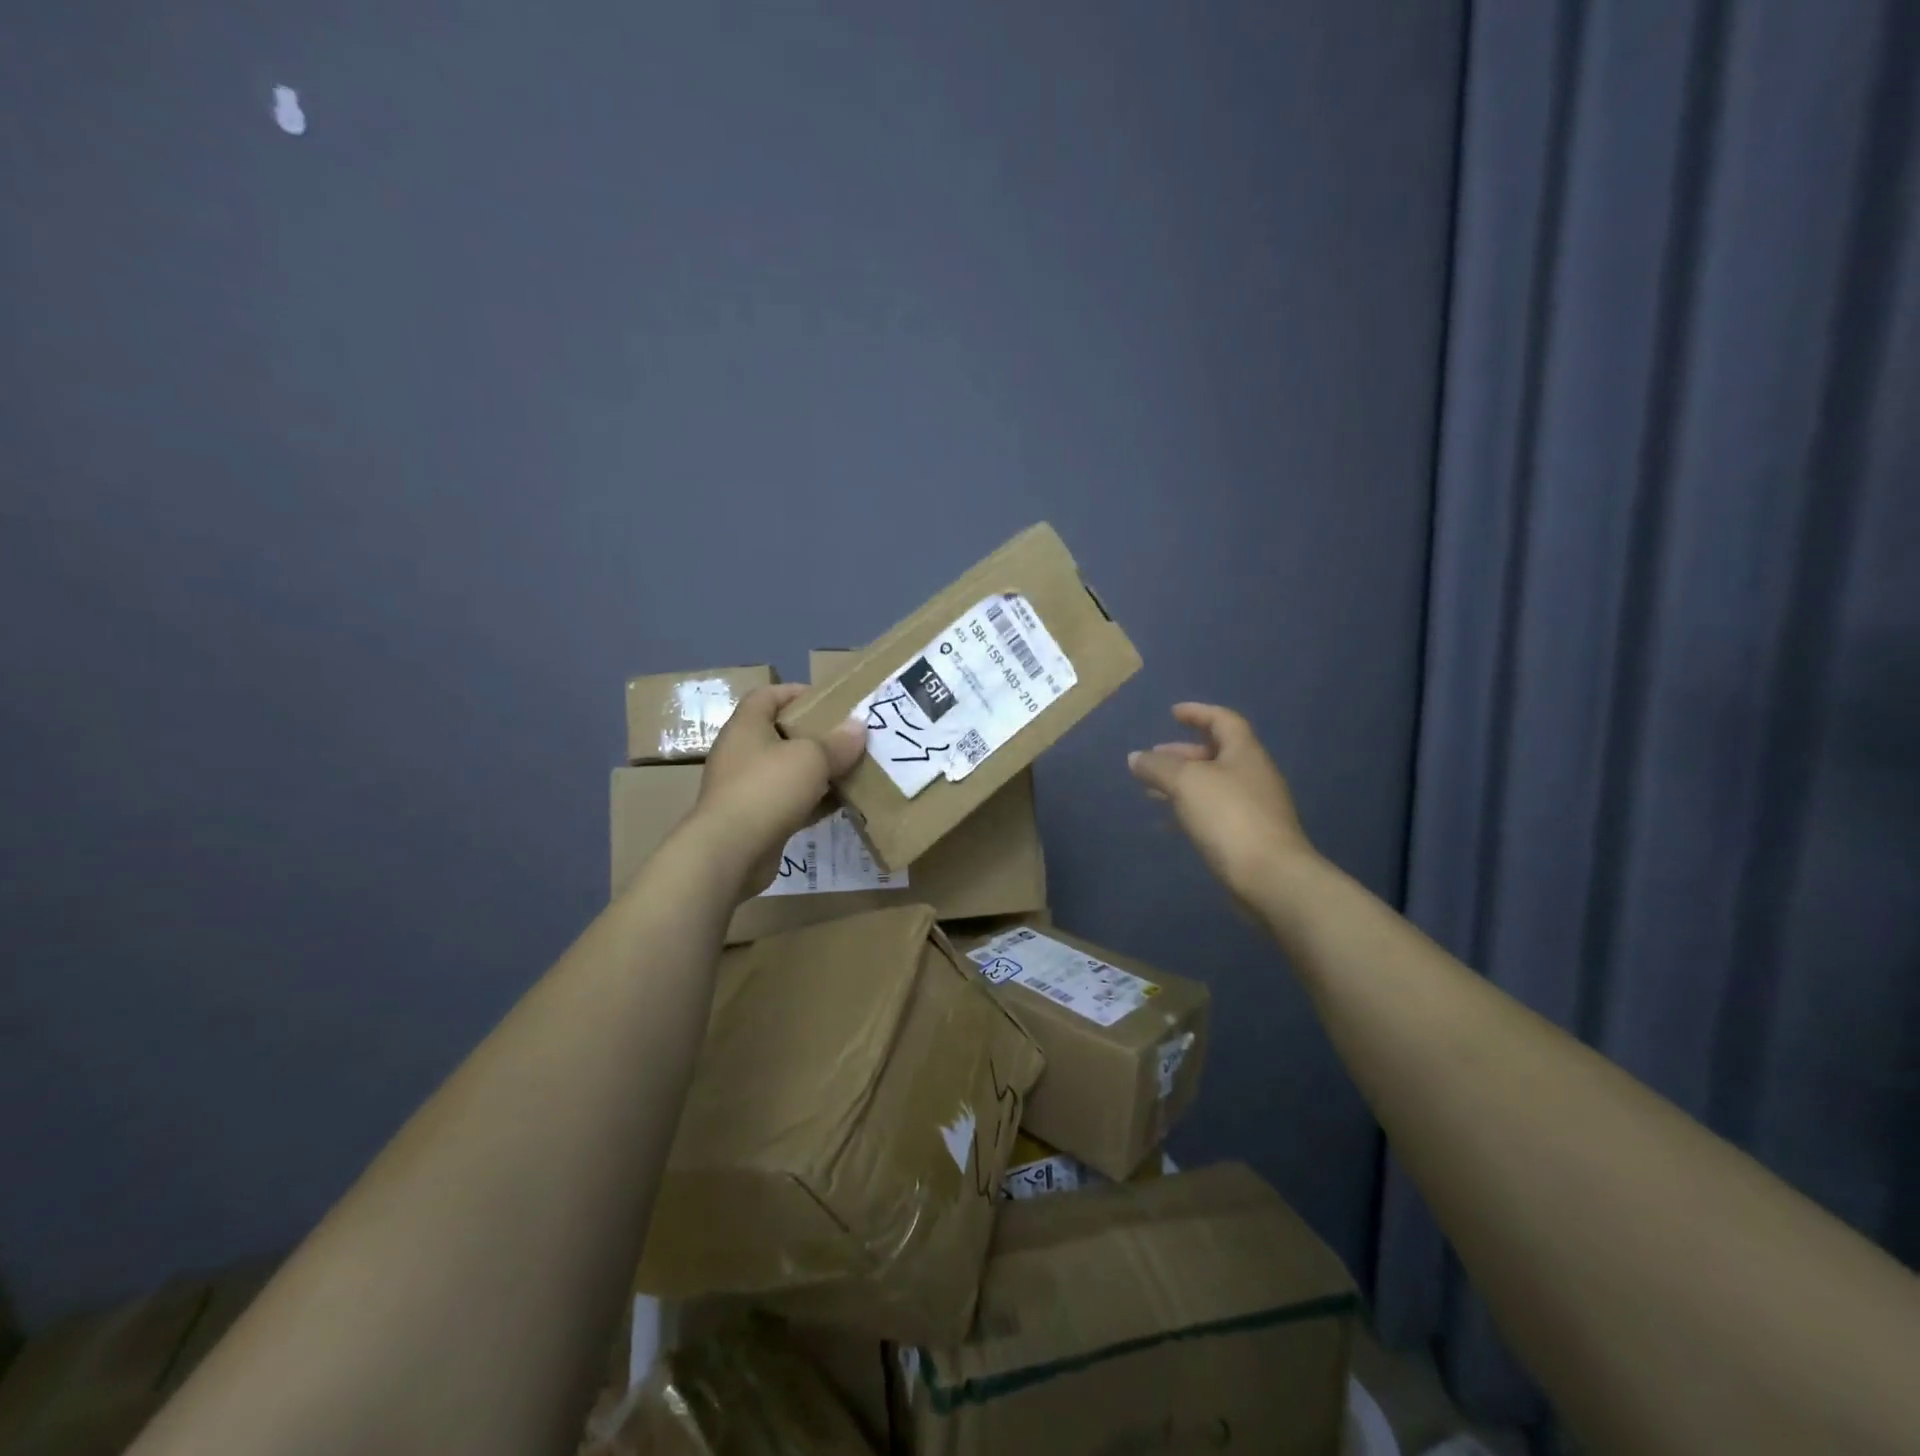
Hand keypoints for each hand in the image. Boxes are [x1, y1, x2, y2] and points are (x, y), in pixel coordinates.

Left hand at [686, 684, 865, 898]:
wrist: (731, 851)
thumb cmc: (768, 789)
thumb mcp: (811, 758)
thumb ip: (837, 742)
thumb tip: (858, 727)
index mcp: (746, 727)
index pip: (767, 695)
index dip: (795, 692)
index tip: (829, 700)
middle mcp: (741, 754)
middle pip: (780, 734)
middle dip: (814, 734)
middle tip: (847, 737)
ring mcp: (746, 788)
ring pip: (787, 771)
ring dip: (817, 771)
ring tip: (851, 769)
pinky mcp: (755, 819)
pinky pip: (790, 802)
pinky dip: (813, 801)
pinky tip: (842, 804)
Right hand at [1128, 703, 1315, 902]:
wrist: (1270, 877)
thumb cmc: (1228, 816)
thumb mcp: (1186, 782)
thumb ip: (1158, 767)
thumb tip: (1136, 758)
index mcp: (1245, 753)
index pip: (1223, 720)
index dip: (1198, 713)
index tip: (1173, 713)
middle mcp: (1253, 775)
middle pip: (1217, 754)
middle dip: (1182, 754)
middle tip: (1153, 759)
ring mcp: (1254, 808)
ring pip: (1212, 786)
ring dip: (1182, 784)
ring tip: (1151, 792)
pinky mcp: (1248, 837)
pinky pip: (1214, 814)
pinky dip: (1189, 811)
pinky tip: (1168, 825)